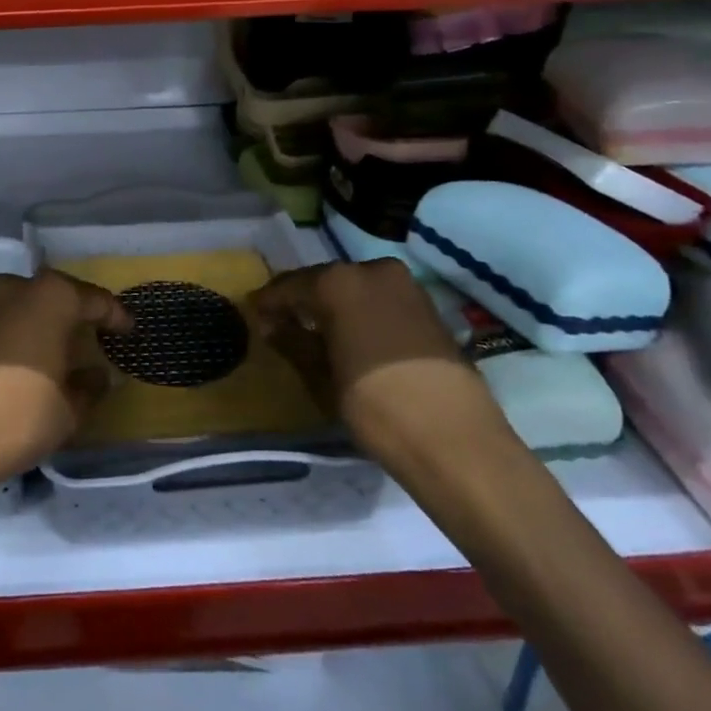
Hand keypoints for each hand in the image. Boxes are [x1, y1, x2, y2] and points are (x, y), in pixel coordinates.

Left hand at [0, 270, 129, 505]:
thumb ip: (91, 386)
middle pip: (61, 296)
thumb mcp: (70, 408)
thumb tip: (99, 375)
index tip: (130, 333)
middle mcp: (19, 288)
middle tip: (99, 338)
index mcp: (53, 296)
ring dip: (49, 323)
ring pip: (30, 306)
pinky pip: (8, 321)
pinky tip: (33, 360)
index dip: (117, 318)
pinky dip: (25, 334)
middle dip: (80, 314)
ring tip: (66, 350)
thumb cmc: (20, 415)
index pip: (96, 301)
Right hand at [248, 261, 513, 479]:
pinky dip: (361, 312)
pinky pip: (380, 300)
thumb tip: (272, 325)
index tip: (254, 316)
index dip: (268, 303)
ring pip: (355, 288)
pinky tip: (352, 337)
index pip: (289, 286)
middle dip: (302, 301)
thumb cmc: (375, 406)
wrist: (456, 440)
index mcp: (338, 281)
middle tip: (282, 324)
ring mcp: (405, 285)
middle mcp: (371, 270)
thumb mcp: (321, 376)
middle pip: (324, 281)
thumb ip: (293, 342)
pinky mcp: (428, 306)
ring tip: (316, 333)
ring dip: (333, 306)